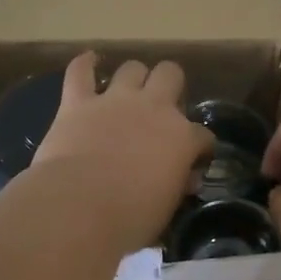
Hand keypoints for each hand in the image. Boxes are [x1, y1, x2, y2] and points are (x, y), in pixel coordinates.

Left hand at [31, 52, 214, 252]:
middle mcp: (154, 108)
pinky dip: (84, 65)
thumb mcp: (167, 208)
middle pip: (171, 75)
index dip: (201, 147)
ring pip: (132, 68)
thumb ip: (177, 186)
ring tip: (128, 92)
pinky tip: (89, 61)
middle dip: (170, 86)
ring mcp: (115, 101)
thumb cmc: (130, 218)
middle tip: (161, 109)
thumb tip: (185, 179)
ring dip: (133, 78)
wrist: (79, 207)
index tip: (194, 160)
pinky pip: (80, 71)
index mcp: (182, 137)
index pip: (203, 135)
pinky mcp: (77, 103)